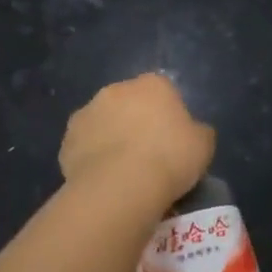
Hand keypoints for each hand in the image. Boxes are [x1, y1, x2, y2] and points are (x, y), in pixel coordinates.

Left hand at [60, 73, 215, 207]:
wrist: (121, 186)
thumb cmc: (169, 158)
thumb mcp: (203, 145)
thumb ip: (198, 132)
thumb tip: (192, 132)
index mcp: (152, 84)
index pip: (162, 92)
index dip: (167, 116)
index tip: (172, 141)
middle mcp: (116, 90)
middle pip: (129, 103)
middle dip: (135, 122)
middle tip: (147, 155)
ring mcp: (87, 113)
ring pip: (103, 123)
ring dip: (110, 138)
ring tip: (122, 172)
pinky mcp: (67, 140)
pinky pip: (84, 147)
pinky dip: (91, 159)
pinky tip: (103, 182)